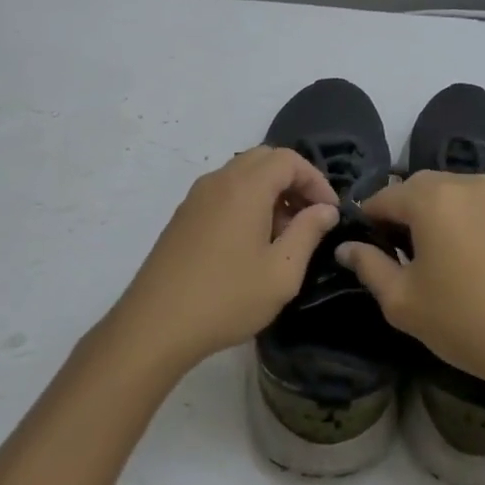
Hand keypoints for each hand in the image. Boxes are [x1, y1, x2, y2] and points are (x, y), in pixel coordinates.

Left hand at [109, 147, 339, 369]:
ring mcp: (196, 197)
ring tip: (284, 233)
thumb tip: (325, 210)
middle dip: (293, 181)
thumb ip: (308, 232)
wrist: (155, 325)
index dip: (315, 180)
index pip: (288, 159)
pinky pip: (223, 192)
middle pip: (264, 159)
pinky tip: (252, 242)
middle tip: (309, 217)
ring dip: (269, 191)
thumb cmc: (227, 298)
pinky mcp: (183, 216)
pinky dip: (246, 202)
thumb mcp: (281, 272)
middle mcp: (218, 181)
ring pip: (242, 175)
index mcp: (245, 187)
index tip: (329, 212)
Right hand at [335, 171, 484, 398]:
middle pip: (425, 187)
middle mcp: (471, 184)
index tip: (370, 246)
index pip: (385, 196)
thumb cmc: (462, 322)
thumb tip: (347, 247)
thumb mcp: (402, 301)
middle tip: (408, 252)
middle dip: (409, 211)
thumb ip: (368, 266)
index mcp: (432, 198)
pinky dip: (484, 223)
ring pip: (463, 194)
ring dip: (448, 214)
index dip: (370, 219)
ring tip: (451, 254)